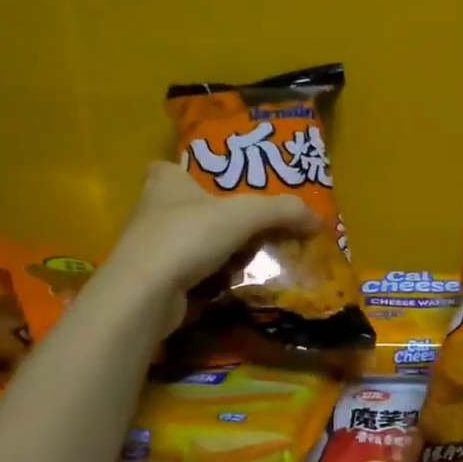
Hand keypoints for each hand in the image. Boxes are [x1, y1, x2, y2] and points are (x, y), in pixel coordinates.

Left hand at [93, 162, 319, 333]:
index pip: (170, 166)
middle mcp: (151, 211)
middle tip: (254, 225)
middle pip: (189, 207)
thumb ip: (283, 211)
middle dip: (218, 217)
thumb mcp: (245, 214)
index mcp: (166, 182)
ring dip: (218, 250)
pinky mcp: (153, 282)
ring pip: (190, 243)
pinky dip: (210, 277)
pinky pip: (190, 273)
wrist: (144, 295)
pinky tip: (232, 283)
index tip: (217, 184)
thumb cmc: (187, 236)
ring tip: (252, 256)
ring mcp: (148, 249)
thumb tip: (318, 219)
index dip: (191, 172)